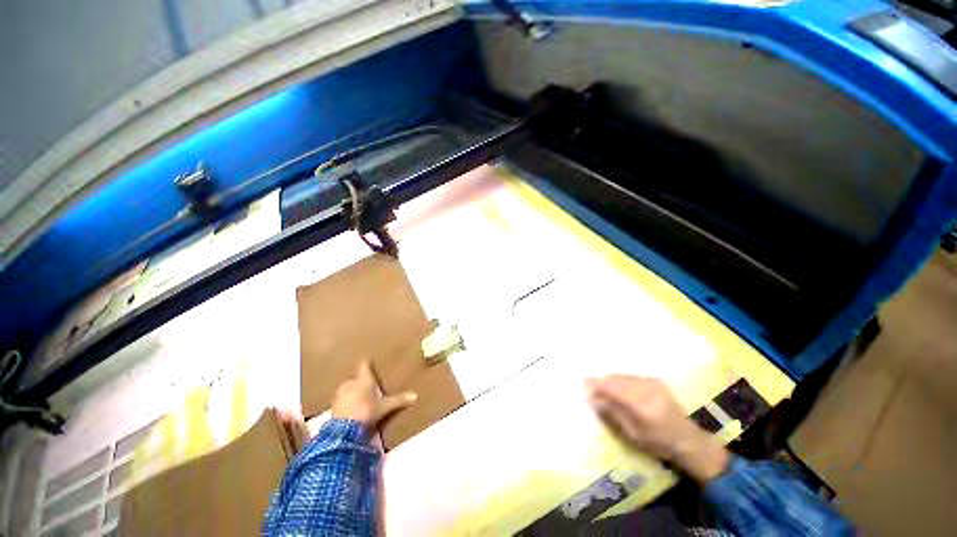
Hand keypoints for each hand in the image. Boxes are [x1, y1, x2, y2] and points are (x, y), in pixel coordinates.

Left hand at [332, 360, 417, 429]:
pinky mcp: (333, 406)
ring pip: (345, 389)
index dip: (365, 363)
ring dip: (349, 391)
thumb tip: (415, 395)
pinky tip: (348, 408)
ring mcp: (340, 394)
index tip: (367, 360)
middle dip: (357, 381)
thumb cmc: (367, 411)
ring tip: (356, 397)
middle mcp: (351, 383)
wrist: (344, 429)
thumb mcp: (385, 407)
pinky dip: (344, 402)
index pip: (364, 366)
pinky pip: (339, 400)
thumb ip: (399, 400)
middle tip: (364, 384)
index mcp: (364, 379)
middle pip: (354, 377)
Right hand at [586, 375, 729, 483]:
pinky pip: (631, 376)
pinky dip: (622, 381)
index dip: (596, 384)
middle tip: (593, 389)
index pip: (612, 387)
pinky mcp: (655, 380)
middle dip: (602, 382)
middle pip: (616, 379)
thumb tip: (592, 398)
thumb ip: (612, 413)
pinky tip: (620, 388)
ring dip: (612, 381)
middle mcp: (645, 388)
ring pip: (623, 376)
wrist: (688, 439)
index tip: (584, 383)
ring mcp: (652, 382)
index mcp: (640, 404)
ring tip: (605, 389)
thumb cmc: (658, 442)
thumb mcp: (632, 433)